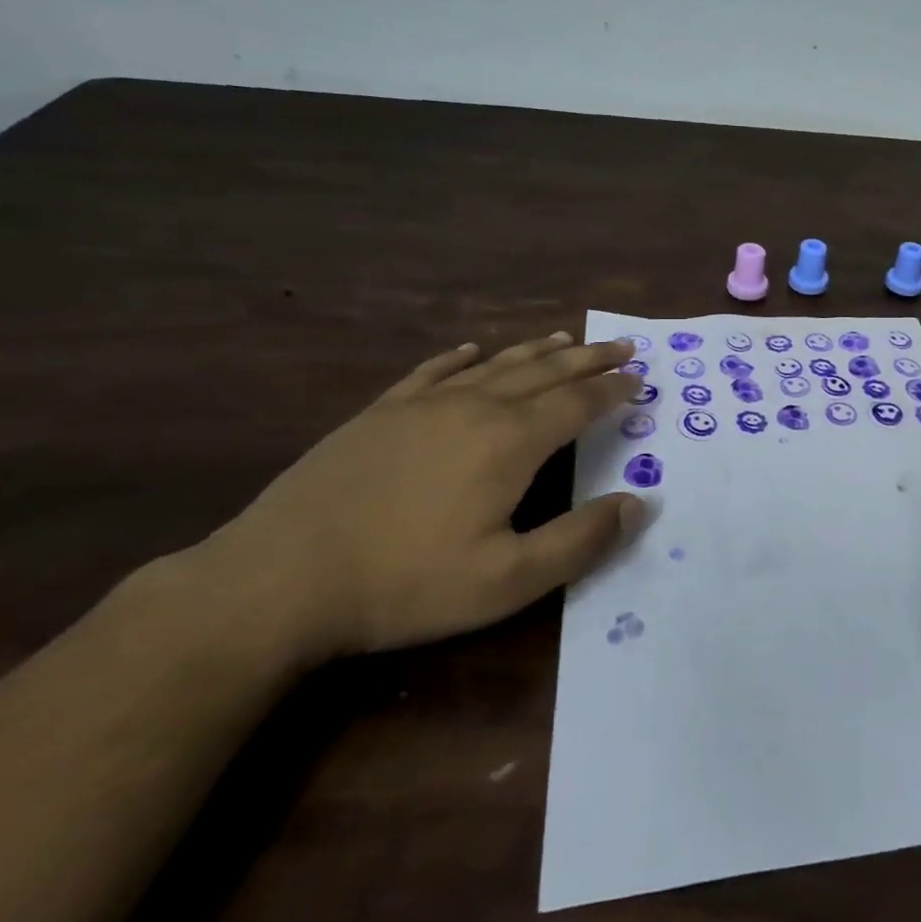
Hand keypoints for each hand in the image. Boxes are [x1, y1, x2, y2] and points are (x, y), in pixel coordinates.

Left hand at [193, 333, 645, 663]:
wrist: (279, 579)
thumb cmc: (405, 583)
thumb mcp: (508, 580)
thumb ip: (580, 541)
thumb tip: (639, 504)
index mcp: (511, 441)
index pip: (579, 402)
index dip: (614, 389)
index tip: (641, 378)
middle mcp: (475, 407)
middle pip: (545, 372)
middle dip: (589, 358)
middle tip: (621, 346)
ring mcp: (422, 405)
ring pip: (495, 365)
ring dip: (537, 351)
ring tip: (565, 338)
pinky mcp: (379, 414)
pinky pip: (432, 371)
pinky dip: (461, 357)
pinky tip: (471, 351)